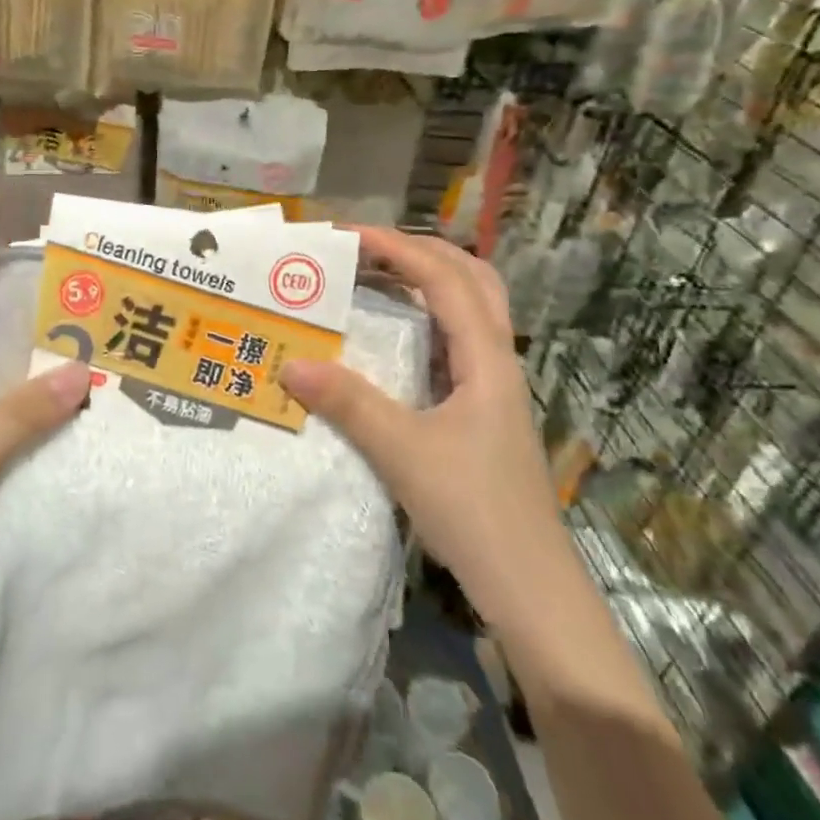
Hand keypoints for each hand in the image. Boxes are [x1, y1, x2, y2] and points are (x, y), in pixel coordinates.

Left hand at [0, 348, 90, 653]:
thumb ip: (20, 415)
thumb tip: (83, 368)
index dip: (18, 339)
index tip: (77, 329)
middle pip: (0, 401)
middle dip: (48, 389)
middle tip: (113, 372)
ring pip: (12, 447)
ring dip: (52, 437)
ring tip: (117, 412)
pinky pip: (15, 489)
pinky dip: (45, 479)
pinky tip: (92, 470)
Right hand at [277, 227, 555, 599]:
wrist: (528, 584)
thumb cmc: (473, 511)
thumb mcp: (402, 452)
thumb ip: (349, 404)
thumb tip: (291, 363)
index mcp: (486, 357)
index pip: (444, 279)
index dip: (397, 248)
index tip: (347, 235)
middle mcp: (496, 359)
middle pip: (471, 279)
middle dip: (420, 252)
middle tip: (366, 251)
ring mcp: (494, 385)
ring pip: (470, 309)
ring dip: (429, 282)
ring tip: (378, 279)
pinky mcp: (484, 410)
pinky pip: (457, 342)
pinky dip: (427, 320)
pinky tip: (395, 338)